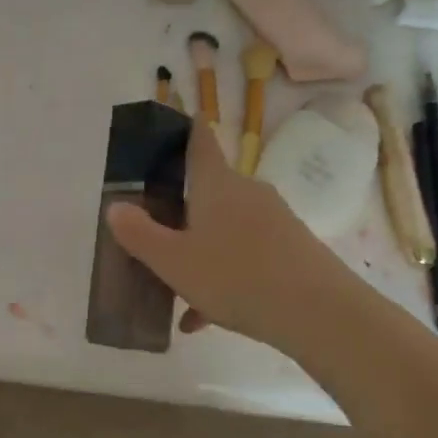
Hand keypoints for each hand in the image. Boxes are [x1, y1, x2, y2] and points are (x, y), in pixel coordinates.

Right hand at [106, 121, 337, 349]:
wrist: (321, 314)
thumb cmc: (236, 276)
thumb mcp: (173, 261)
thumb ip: (140, 234)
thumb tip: (116, 207)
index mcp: (216, 184)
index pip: (200, 140)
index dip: (185, 128)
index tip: (175, 120)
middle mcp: (247, 192)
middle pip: (207, 190)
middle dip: (180, 209)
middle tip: (154, 232)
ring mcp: (274, 220)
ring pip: (224, 229)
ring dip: (199, 252)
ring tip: (176, 293)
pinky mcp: (292, 249)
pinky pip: (246, 255)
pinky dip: (223, 276)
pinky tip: (205, 318)